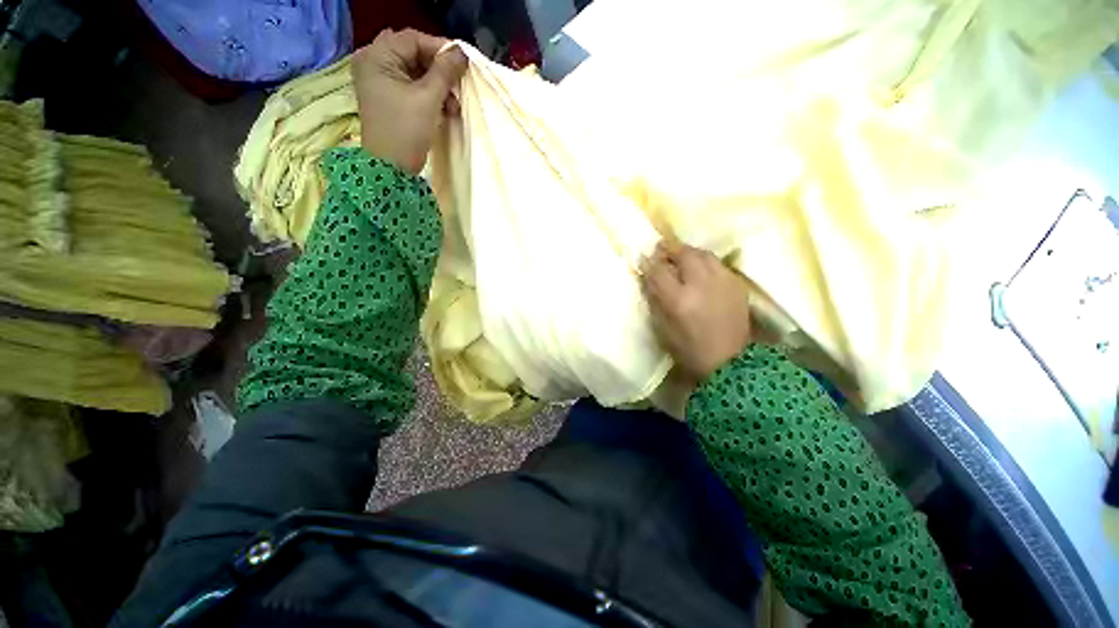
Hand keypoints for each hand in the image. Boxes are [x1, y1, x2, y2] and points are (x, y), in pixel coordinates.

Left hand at [352, 29, 468, 173]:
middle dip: (439, 70)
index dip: (440, 49)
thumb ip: (445, 71)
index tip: (463, 64)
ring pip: (415, 72)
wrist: (391, 168)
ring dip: (438, 85)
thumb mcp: (428, 98)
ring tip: (453, 105)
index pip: (413, 40)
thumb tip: (461, 52)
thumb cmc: (406, 130)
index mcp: (377, 56)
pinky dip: (429, 95)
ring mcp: (380, 81)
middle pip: (414, 54)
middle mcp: (374, 62)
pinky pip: (412, 87)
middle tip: (457, 85)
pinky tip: (444, 109)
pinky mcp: (388, 98)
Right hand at [640, 240, 752, 387]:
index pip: (659, 271)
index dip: (649, 262)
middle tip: (662, 250)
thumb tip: (649, 276)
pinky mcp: (737, 285)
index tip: (644, 258)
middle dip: (670, 249)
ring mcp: (722, 282)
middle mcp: (701, 285)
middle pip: (684, 254)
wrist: (729, 361)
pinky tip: (701, 270)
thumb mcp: (663, 327)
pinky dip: (706, 263)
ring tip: (682, 257)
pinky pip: (718, 264)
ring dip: (689, 253)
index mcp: (679, 300)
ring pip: (704, 254)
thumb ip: (655, 298)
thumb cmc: (688, 348)